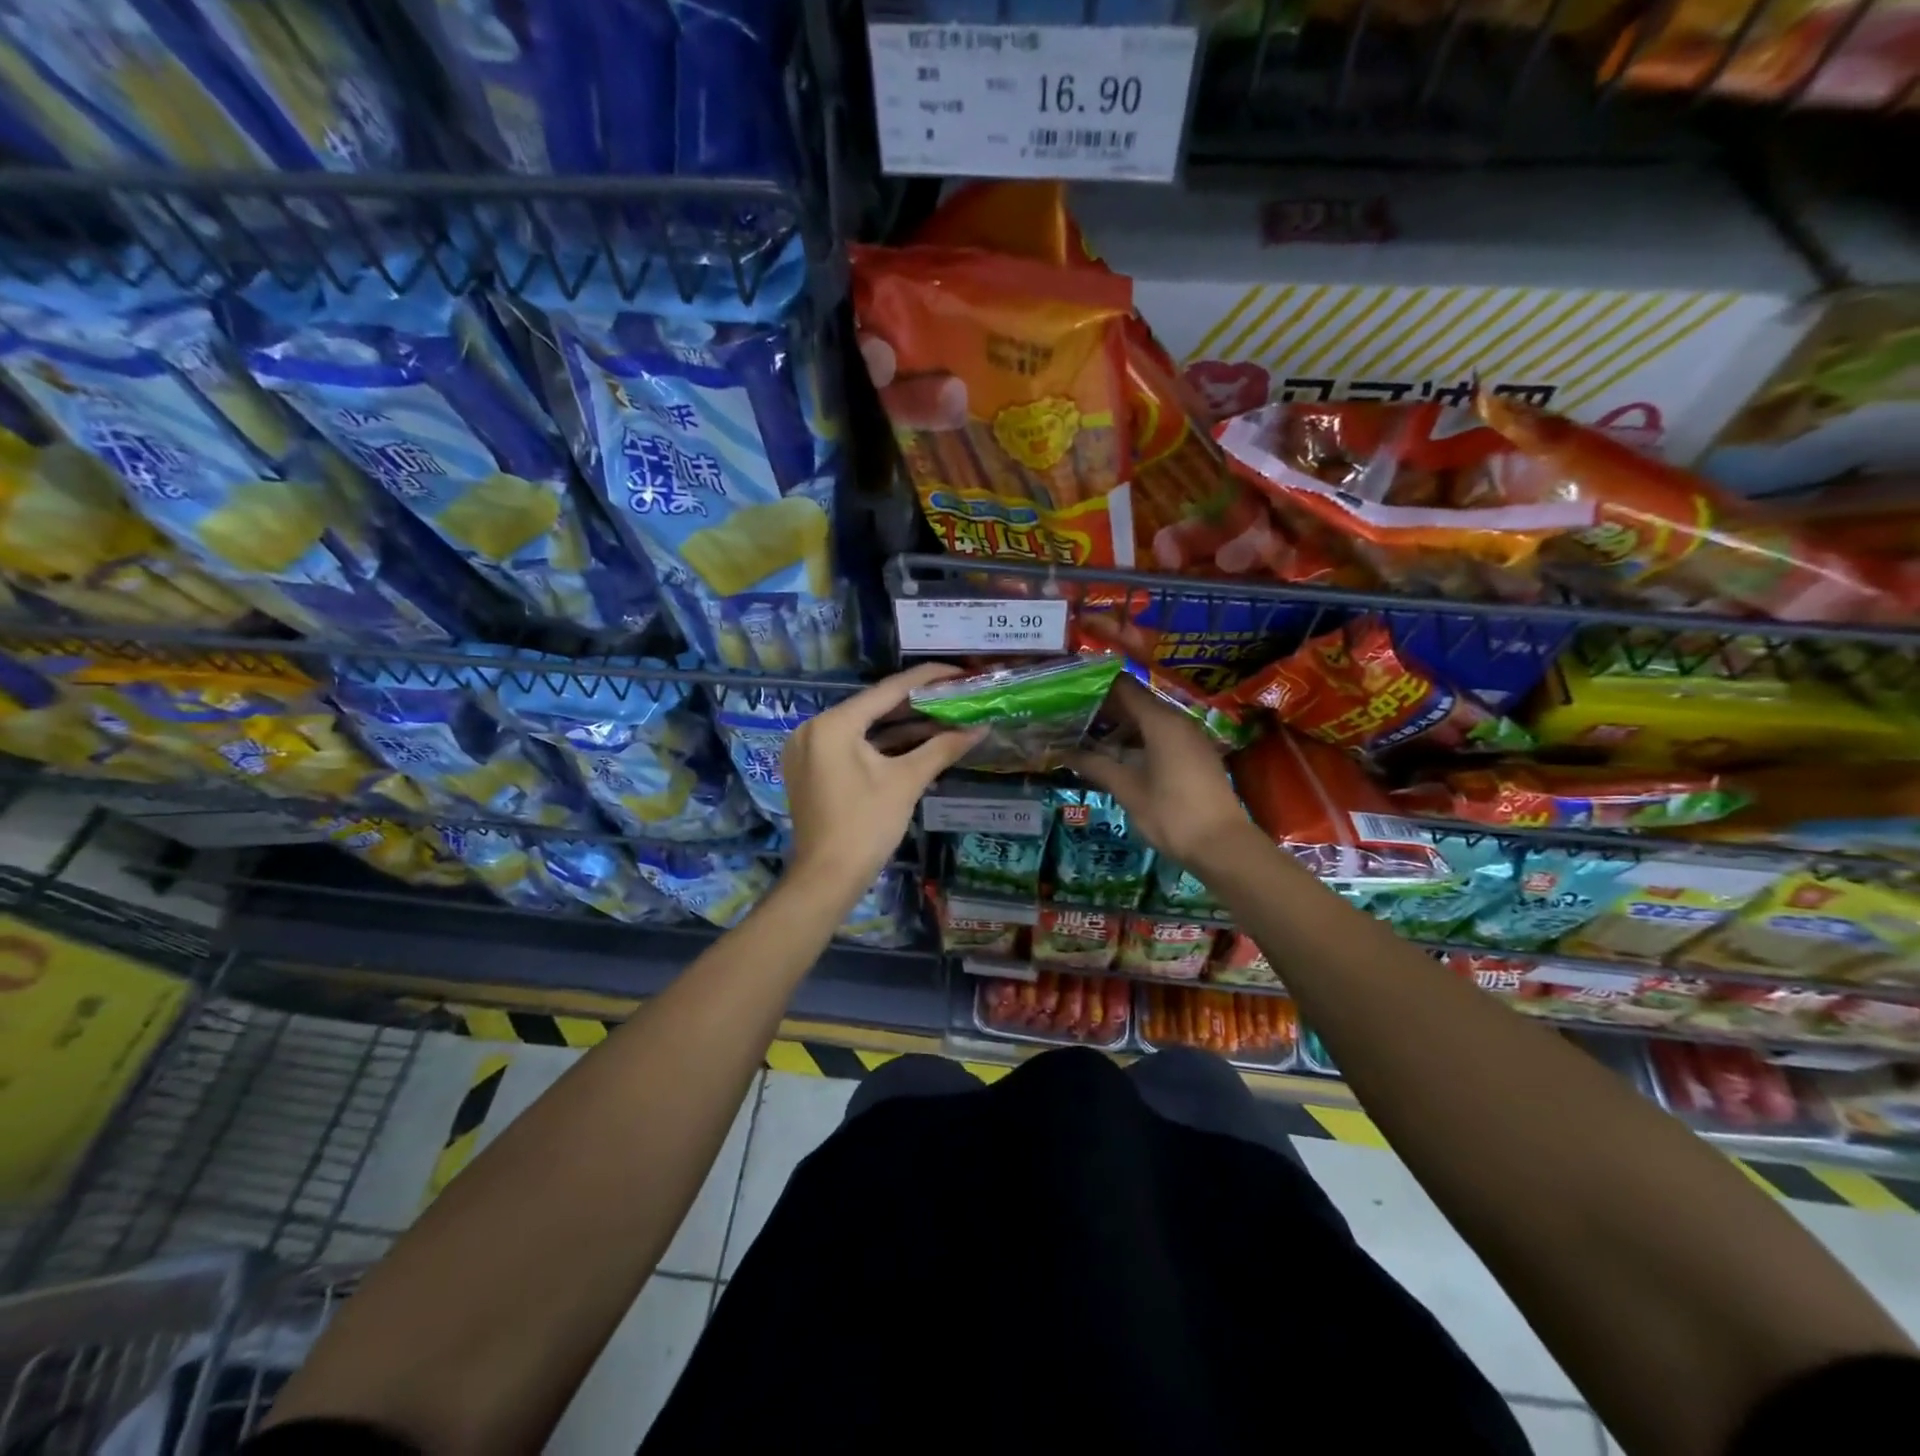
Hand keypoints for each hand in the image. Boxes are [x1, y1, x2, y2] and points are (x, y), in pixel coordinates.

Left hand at [784, 663, 983, 906]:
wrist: (826, 879)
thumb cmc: (866, 827)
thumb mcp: (906, 782)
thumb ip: (943, 747)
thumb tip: (981, 726)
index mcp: (834, 724)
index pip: (888, 690)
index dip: (927, 678)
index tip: (959, 671)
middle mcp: (815, 728)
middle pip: (875, 707)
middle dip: (917, 704)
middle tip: (956, 695)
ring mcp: (810, 749)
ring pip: (864, 728)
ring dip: (903, 726)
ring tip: (945, 716)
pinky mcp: (812, 768)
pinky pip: (853, 745)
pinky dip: (883, 745)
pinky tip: (918, 741)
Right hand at [1065, 677, 1253, 869]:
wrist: (1223, 845)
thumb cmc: (1171, 814)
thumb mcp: (1128, 790)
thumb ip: (1096, 765)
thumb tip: (1062, 752)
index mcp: (1161, 721)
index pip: (1124, 687)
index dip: (1096, 687)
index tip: (1070, 694)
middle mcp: (1178, 720)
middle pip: (1137, 702)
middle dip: (1105, 709)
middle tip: (1072, 718)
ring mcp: (1190, 737)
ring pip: (1149, 719)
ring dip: (1121, 726)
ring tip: (1088, 737)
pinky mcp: (1196, 754)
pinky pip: (1162, 735)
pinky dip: (1138, 739)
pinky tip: (1118, 756)